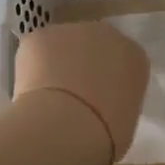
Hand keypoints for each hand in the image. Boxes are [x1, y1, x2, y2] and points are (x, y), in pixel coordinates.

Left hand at [13, 21, 149, 162]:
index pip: (123, 62)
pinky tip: (29, 92)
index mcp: (135, 56)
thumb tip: (102, 105)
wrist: (66, 127)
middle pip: (93, 46)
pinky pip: (36, 50)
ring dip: (55, 64)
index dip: (107, 79)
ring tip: (46, 98)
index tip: (98, 100)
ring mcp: (72, 31)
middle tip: (71, 97)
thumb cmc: (104, 134)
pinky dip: (31, 68)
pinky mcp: (40, 36)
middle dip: (82, 65)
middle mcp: (107, 35)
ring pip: (62, 45)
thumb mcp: (125, 120)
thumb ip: (117, 102)